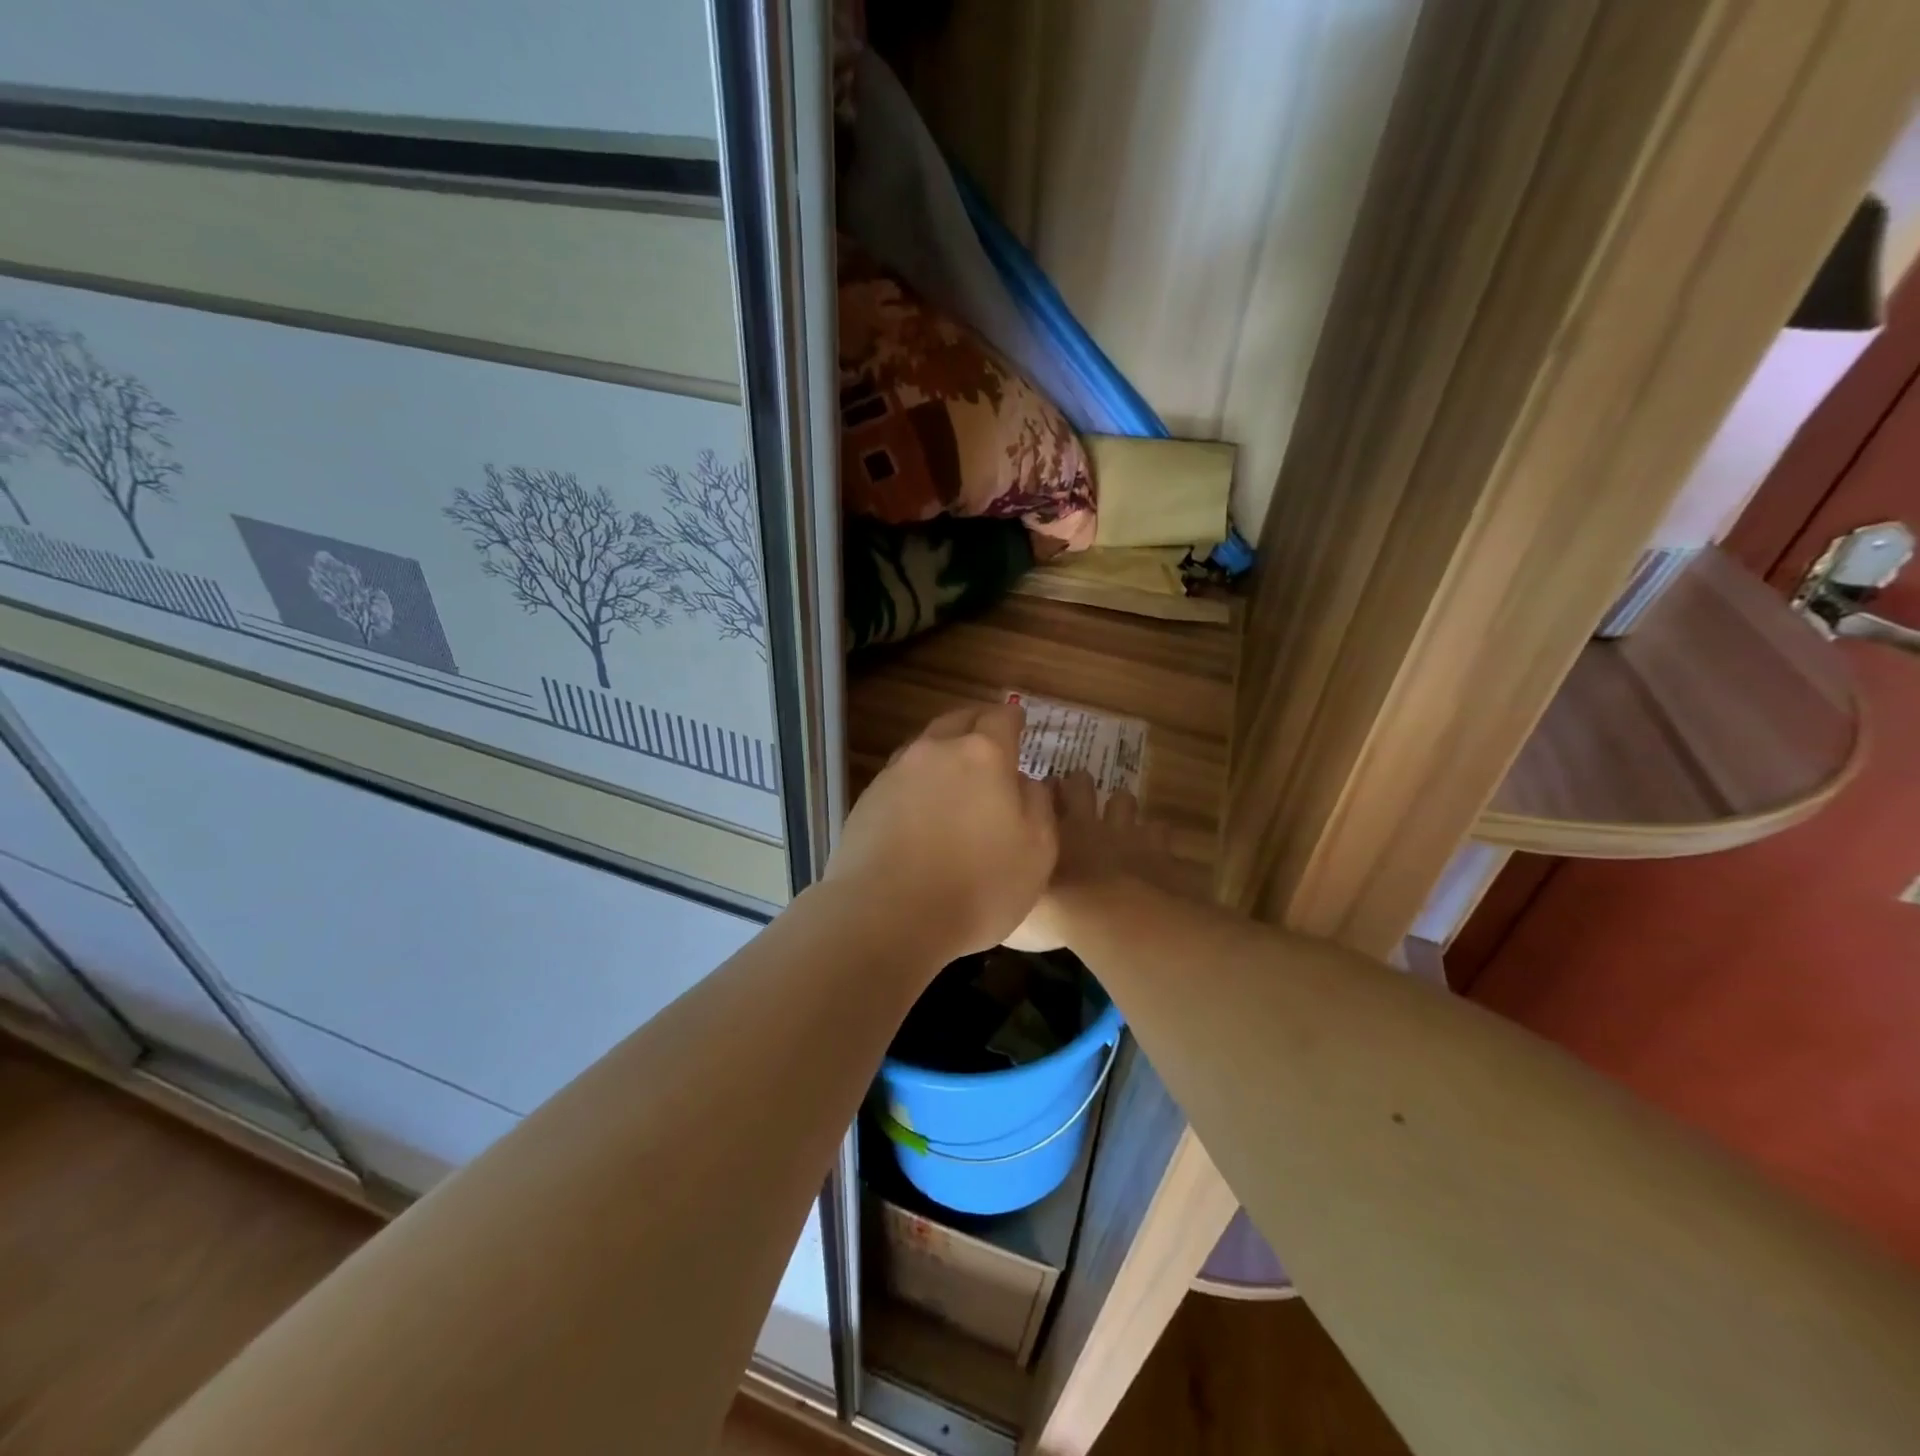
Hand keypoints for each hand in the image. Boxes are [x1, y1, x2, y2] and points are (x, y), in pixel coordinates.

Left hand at [824, 702, 1056, 964]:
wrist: (886, 917)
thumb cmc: (977, 886)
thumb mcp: (1037, 851)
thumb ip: (1038, 804)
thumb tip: (1026, 781)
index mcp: (983, 754)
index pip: (1001, 718)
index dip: (1013, 718)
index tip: (1020, 721)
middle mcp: (936, 751)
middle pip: (958, 721)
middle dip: (977, 724)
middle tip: (990, 739)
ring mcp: (895, 773)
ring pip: (926, 747)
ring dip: (944, 752)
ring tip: (956, 774)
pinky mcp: (868, 800)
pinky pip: (901, 777)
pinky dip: (918, 782)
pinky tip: (923, 808)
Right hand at [1006, 770, 1184, 951]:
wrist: (1111, 918)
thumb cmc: (1056, 914)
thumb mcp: (1017, 912)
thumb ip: (1012, 894)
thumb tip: (1004, 895)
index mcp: (1047, 833)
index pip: (1040, 796)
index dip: (1042, 793)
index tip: (1040, 796)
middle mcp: (1084, 823)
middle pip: (1080, 784)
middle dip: (1078, 785)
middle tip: (1075, 796)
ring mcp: (1123, 832)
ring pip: (1123, 800)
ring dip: (1120, 807)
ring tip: (1117, 819)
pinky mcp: (1157, 848)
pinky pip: (1160, 830)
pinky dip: (1156, 837)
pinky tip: (1154, 848)